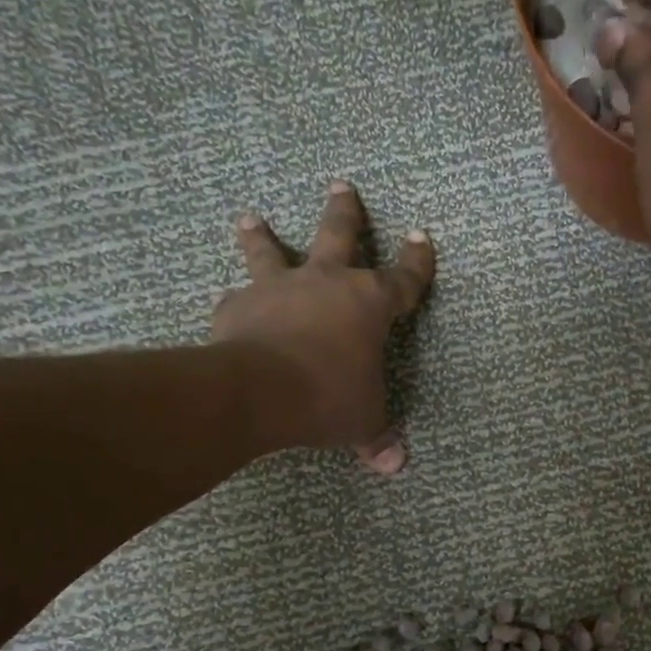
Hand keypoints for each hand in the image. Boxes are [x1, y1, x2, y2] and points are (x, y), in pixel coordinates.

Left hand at [212, 181, 434, 472]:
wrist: (261, 391)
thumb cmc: (329, 398)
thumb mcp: (363, 421)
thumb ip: (378, 437)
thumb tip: (395, 465)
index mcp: (369, 304)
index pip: (404, 278)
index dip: (416, 261)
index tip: (421, 236)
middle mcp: (326, 283)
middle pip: (338, 235)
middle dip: (344, 211)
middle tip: (341, 184)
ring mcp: (280, 289)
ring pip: (271, 250)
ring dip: (261, 233)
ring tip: (249, 216)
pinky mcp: (239, 305)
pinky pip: (238, 298)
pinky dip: (237, 301)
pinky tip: (230, 303)